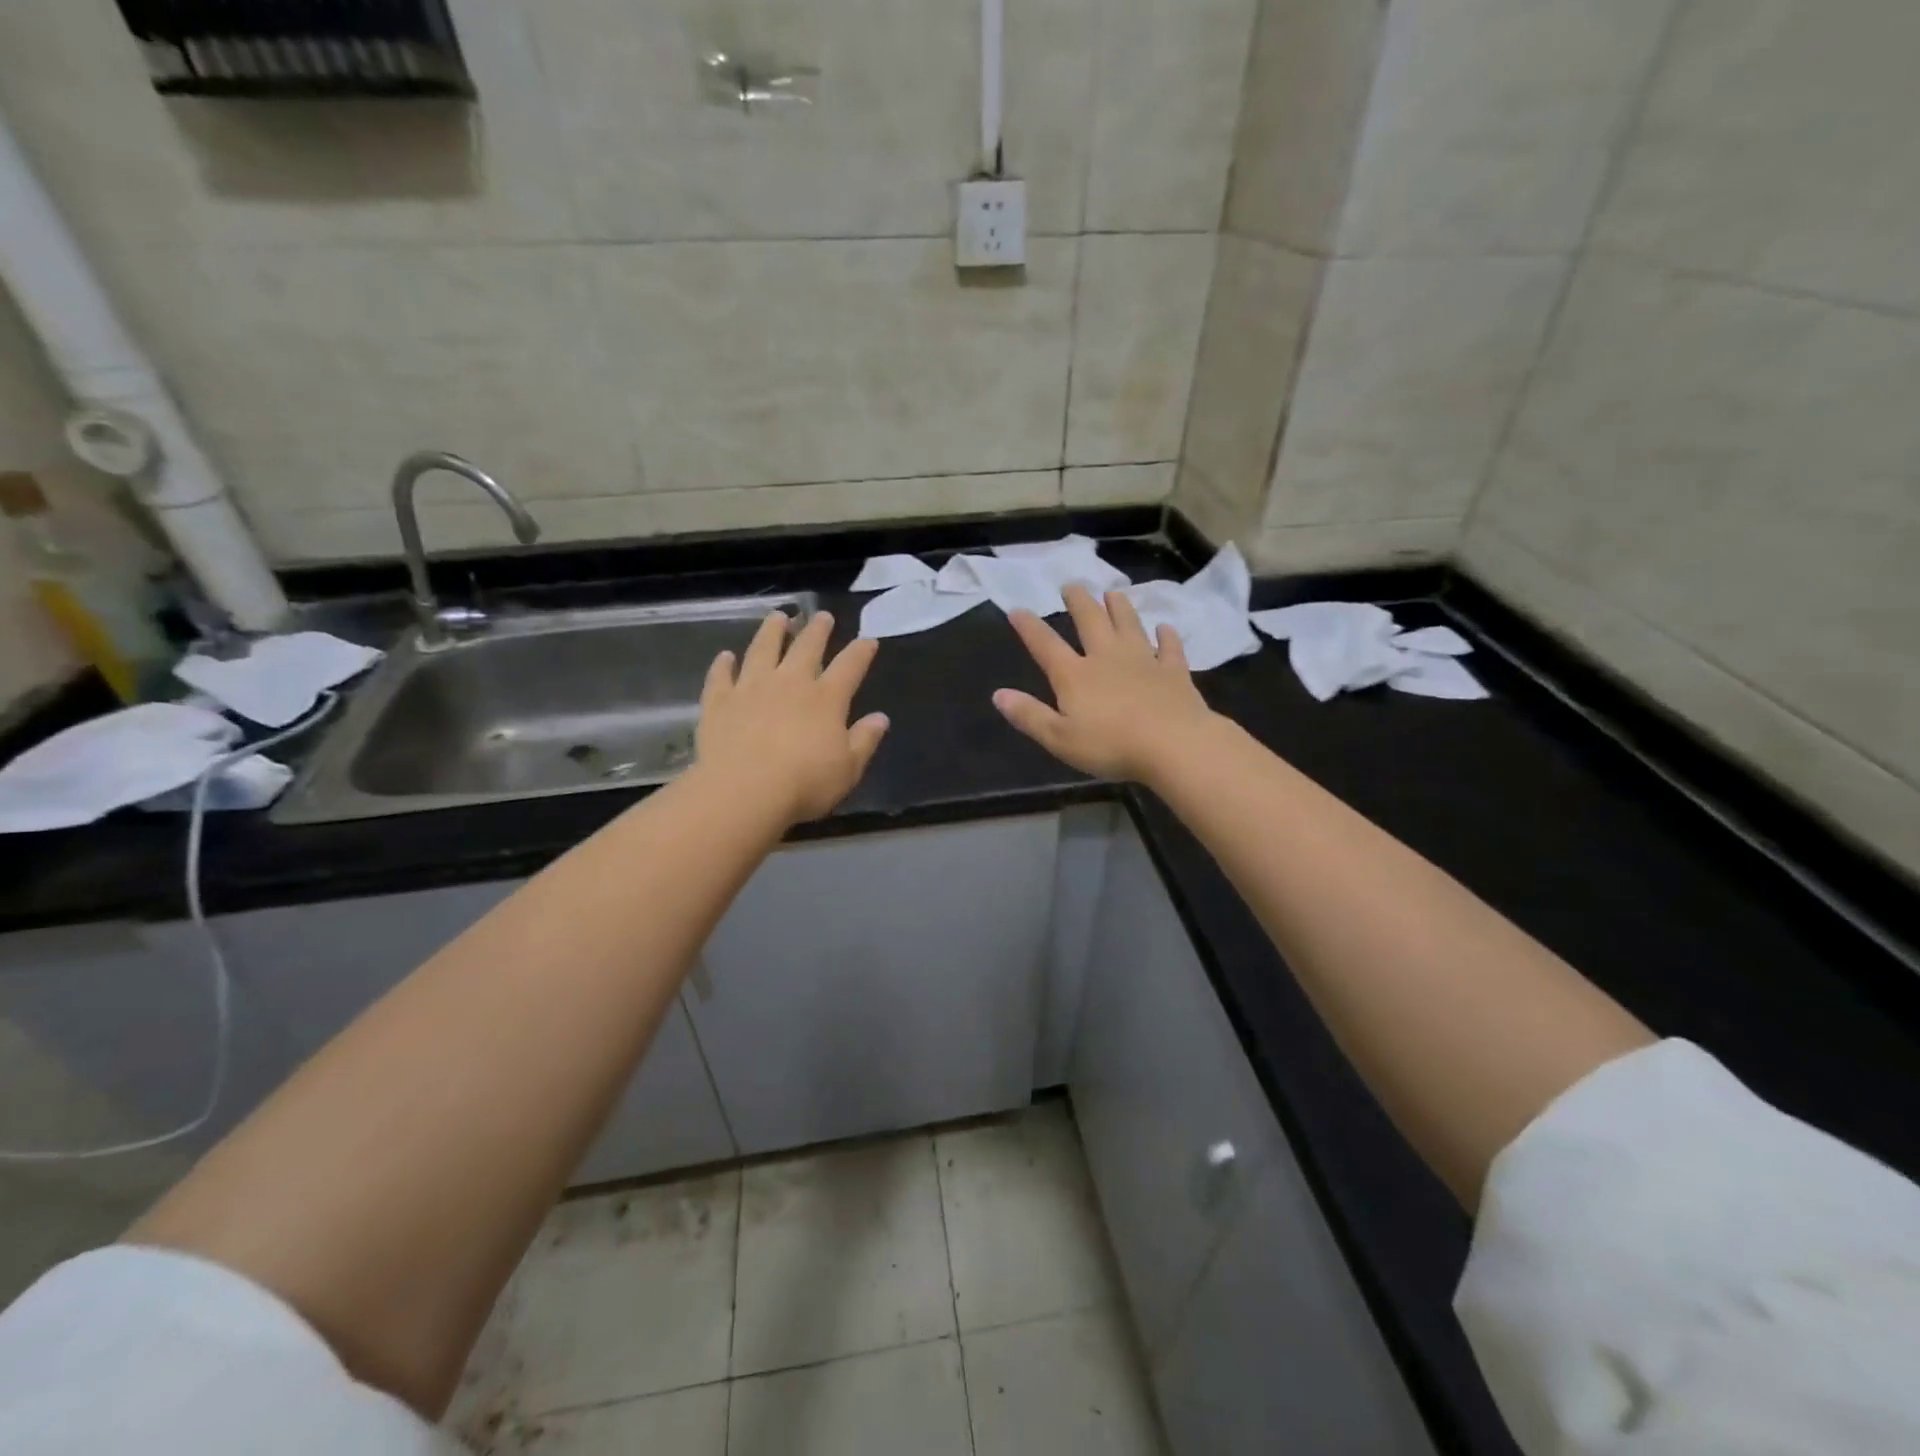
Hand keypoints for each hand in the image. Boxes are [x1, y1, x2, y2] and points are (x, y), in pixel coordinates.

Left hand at [697, 610, 888, 824]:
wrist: (744, 791)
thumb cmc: (804, 783)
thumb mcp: (848, 768)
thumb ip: (864, 740)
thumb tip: (881, 718)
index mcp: (826, 698)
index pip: (849, 666)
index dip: (861, 651)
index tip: (868, 639)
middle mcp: (790, 683)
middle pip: (806, 648)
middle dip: (817, 630)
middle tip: (821, 615)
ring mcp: (751, 688)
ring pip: (762, 650)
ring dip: (771, 632)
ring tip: (778, 617)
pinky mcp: (719, 702)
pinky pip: (721, 676)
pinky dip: (723, 665)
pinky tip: (726, 657)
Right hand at [994, 585, 1218, 783]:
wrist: (1174, 745)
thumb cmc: (1111, 746)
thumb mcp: (1059, 738)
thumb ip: (1029, 715)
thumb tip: (998, 695)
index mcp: (1075, 675)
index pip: (1046, 645)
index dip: (1029, 627)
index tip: (1017, 610)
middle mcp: (1106, 658)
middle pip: (1090, 622)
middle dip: (1079, 602)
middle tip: (1072, 585)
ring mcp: (1143, 661)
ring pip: (1129, 625)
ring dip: (1120, 608)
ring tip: (1113, 592)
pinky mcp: (1173, 672)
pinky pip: (1169, 649)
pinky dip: (1167, 637)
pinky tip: (1165, 628)